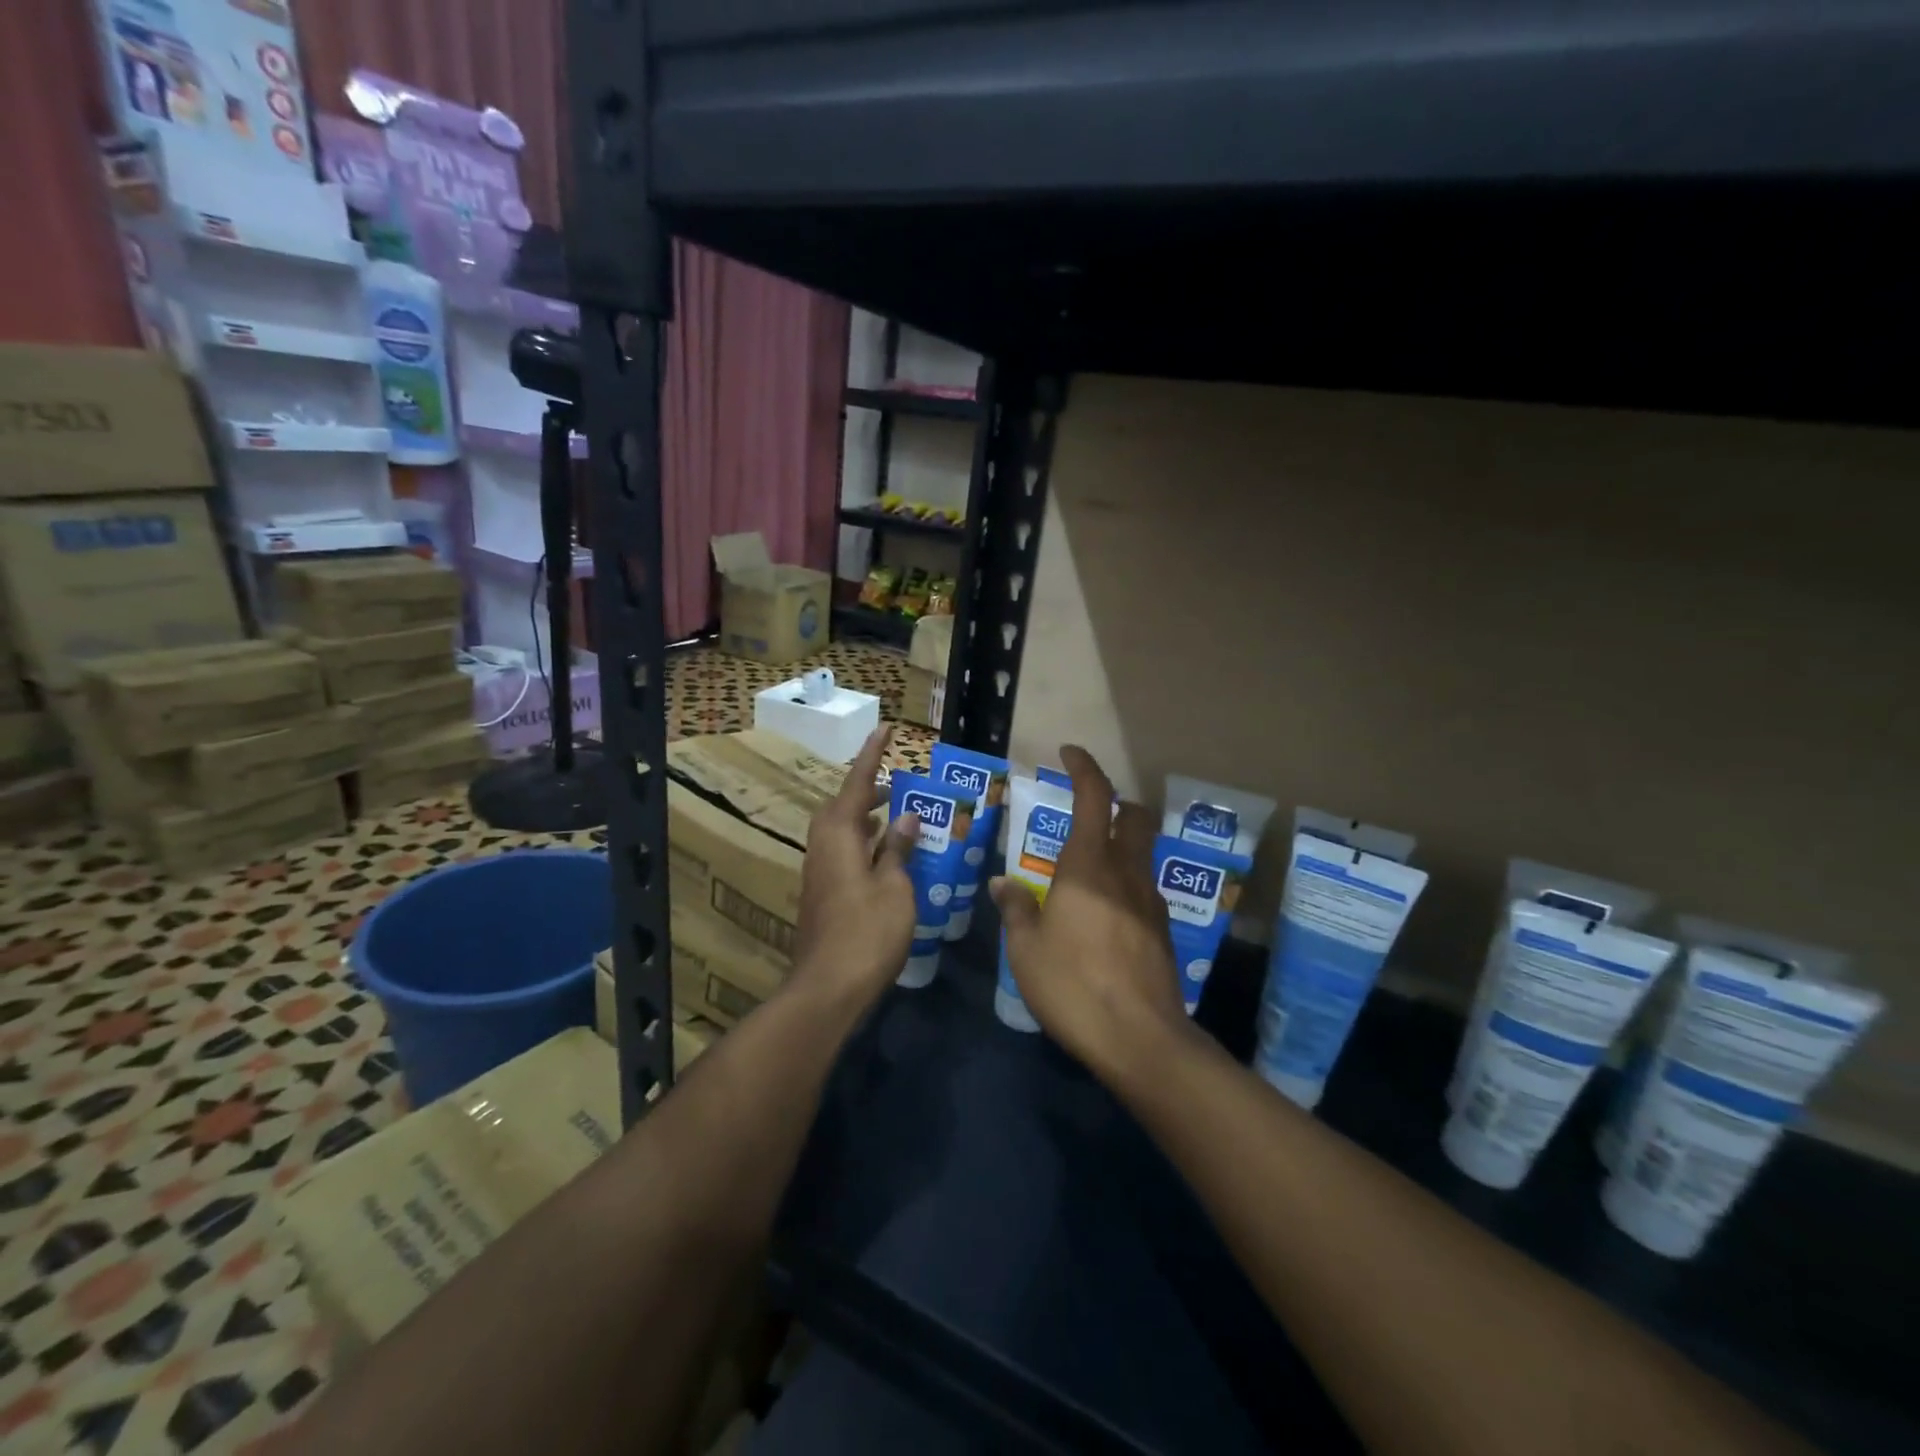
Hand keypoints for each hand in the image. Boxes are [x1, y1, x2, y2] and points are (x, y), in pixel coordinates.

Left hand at [790, 727, 917, 1014]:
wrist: (828, 987)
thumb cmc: (867, 932)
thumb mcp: (895, 887)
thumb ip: (898, 848)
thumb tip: (904, 816)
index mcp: (840, 836)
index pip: (857, 784)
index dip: (872, 755)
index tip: (886, 729)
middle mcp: (823, 847)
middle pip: (842, 807)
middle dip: (867, 791)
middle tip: (896, 786)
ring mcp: (820, 873)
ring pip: (841, 832)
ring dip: (866, 818)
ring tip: (897, 816)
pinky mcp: (824, 895)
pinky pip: (843, 853)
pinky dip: (865, 844)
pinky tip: (887, 857)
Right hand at [990, 745, 1190, 1083]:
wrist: (1141, 1039)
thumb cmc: (1073, 985)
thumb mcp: (1026, 949)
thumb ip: (1015, 909)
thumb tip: (1002, 883)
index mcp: (1089, 866)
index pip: (1094, 797)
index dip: (1084, 767)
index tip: (1069, 752)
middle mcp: (1126, 872)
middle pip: (1133, 816)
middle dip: (1114, 803)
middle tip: (1086, 813)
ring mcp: (1151, 901)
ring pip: (1142, 852)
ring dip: (1121, 844)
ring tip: (1087, 870)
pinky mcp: (1163, 930)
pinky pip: (1143, 888)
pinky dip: (1125, 882)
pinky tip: (1103, 913)